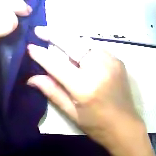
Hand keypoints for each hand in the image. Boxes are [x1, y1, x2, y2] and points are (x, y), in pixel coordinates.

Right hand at [27, 26, 155, 155]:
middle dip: (54, 34)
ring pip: (85, 43)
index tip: (30, 47)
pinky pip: (96, 48)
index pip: (57, 65)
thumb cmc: (97, 125)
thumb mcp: (73, 114)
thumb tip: (32, 79)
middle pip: (72, 44)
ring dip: (70, 40)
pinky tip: (80, 53)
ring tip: (57, 39)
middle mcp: (98, 69)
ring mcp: (110, 61)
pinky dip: (84, 48)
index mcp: (85, 87)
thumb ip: (54, 93)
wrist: (125, 125)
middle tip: (40, 30)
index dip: (42, 55)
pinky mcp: (117, 59)